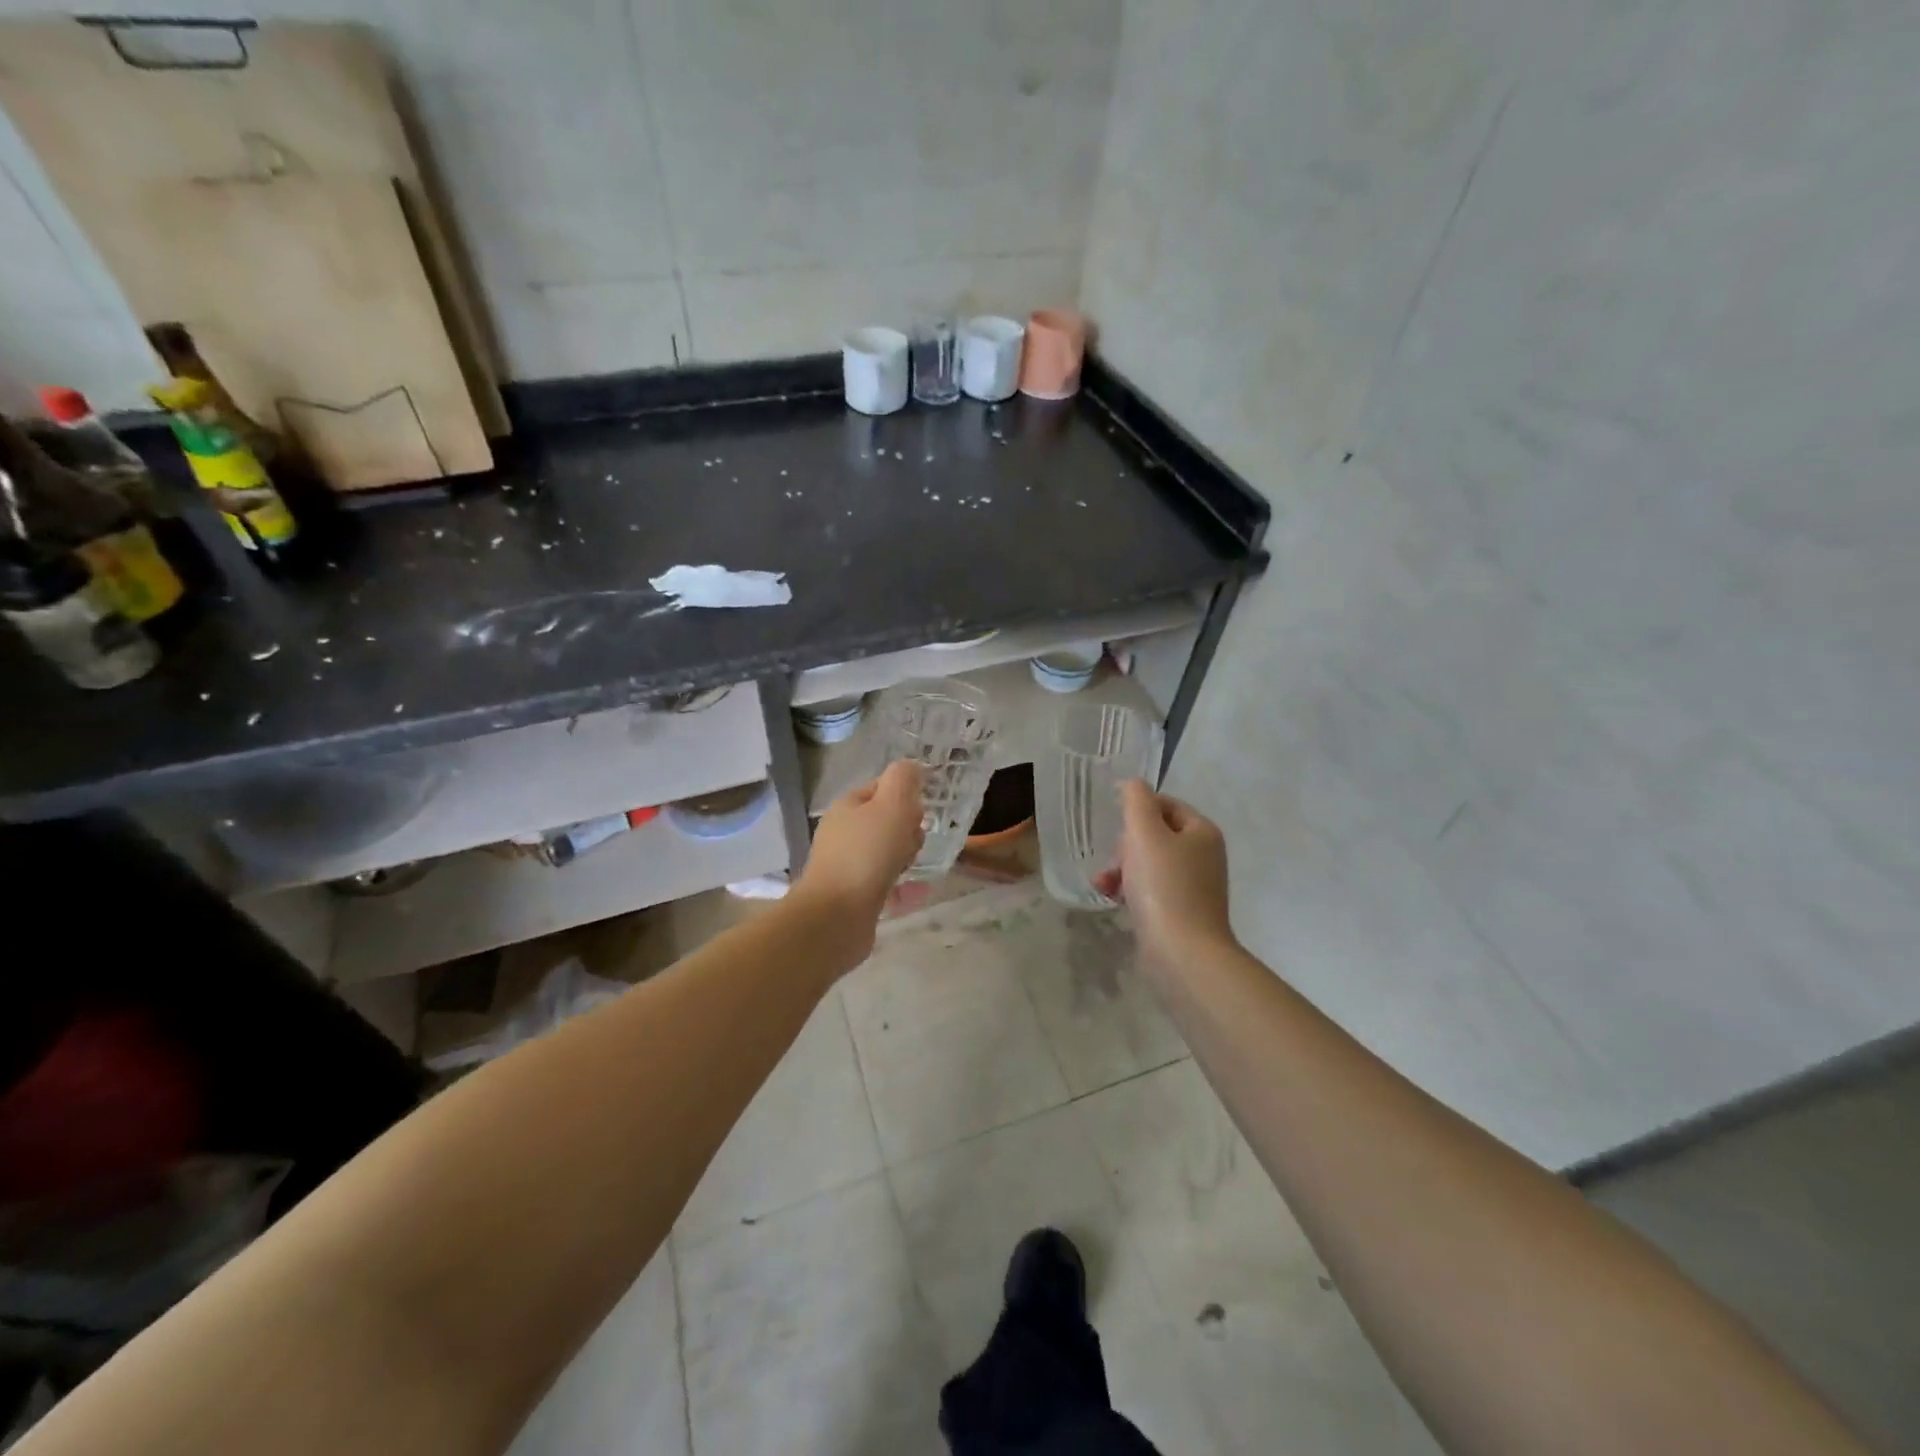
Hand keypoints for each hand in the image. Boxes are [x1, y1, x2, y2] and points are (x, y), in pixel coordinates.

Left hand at [790, 761, 925, 962]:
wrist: (835, 917)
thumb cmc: (866, 854)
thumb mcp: (892, 806)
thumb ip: (903, 780)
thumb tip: (911, 766)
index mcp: (847, 806)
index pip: (882, 789)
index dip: (906, 798)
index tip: (919, 815)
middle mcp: (843, 832)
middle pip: (886, 822)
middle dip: (908, 831)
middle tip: (913, 844)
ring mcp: (845, 865)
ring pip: (886, 853)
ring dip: (906, 858)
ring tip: (912, 869)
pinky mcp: (852, 895)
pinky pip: (884, 883)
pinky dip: (901, 887)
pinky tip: (915, 894)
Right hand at [1095, 780, 1234, 966]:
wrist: (1183, 953)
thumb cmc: (1163, 886)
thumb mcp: (1144, 833)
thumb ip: (1136, 801)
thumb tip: (1132, 783)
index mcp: (1202, 831)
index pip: (1166, 804)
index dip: (1137, 810)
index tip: (1116, 827)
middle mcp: (1204, 855)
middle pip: (1156, 834)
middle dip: (1126, 844)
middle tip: (1114, 858)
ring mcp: (1195, 886)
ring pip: (1150, 863)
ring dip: (1123, 868)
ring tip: (1103, 882)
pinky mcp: (1182, 912)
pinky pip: (1151, 890)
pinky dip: (1131, 889)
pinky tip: (1111, 898)